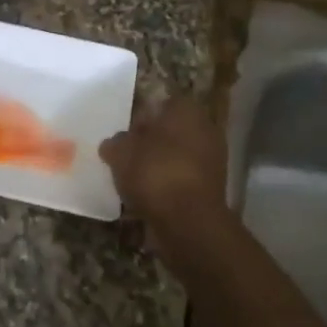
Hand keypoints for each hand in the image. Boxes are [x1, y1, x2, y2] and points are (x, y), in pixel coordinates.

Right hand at [99, 96, 228, 249]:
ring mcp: (213, 160)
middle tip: (127, 154)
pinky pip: (183, 179)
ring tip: (133, 178)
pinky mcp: (212, 189)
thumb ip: (116, 143)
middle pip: (172, 130)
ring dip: (159, 164)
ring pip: (178, 155)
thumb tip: (114, 143)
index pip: (163, 104)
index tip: (126, 132)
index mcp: (186, 111)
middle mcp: (205, 129)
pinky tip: (148, 195)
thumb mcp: (121, 152)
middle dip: (152, 141)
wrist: (188, 221)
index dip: (143, 116)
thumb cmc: (155, 173)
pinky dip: (168, 185)